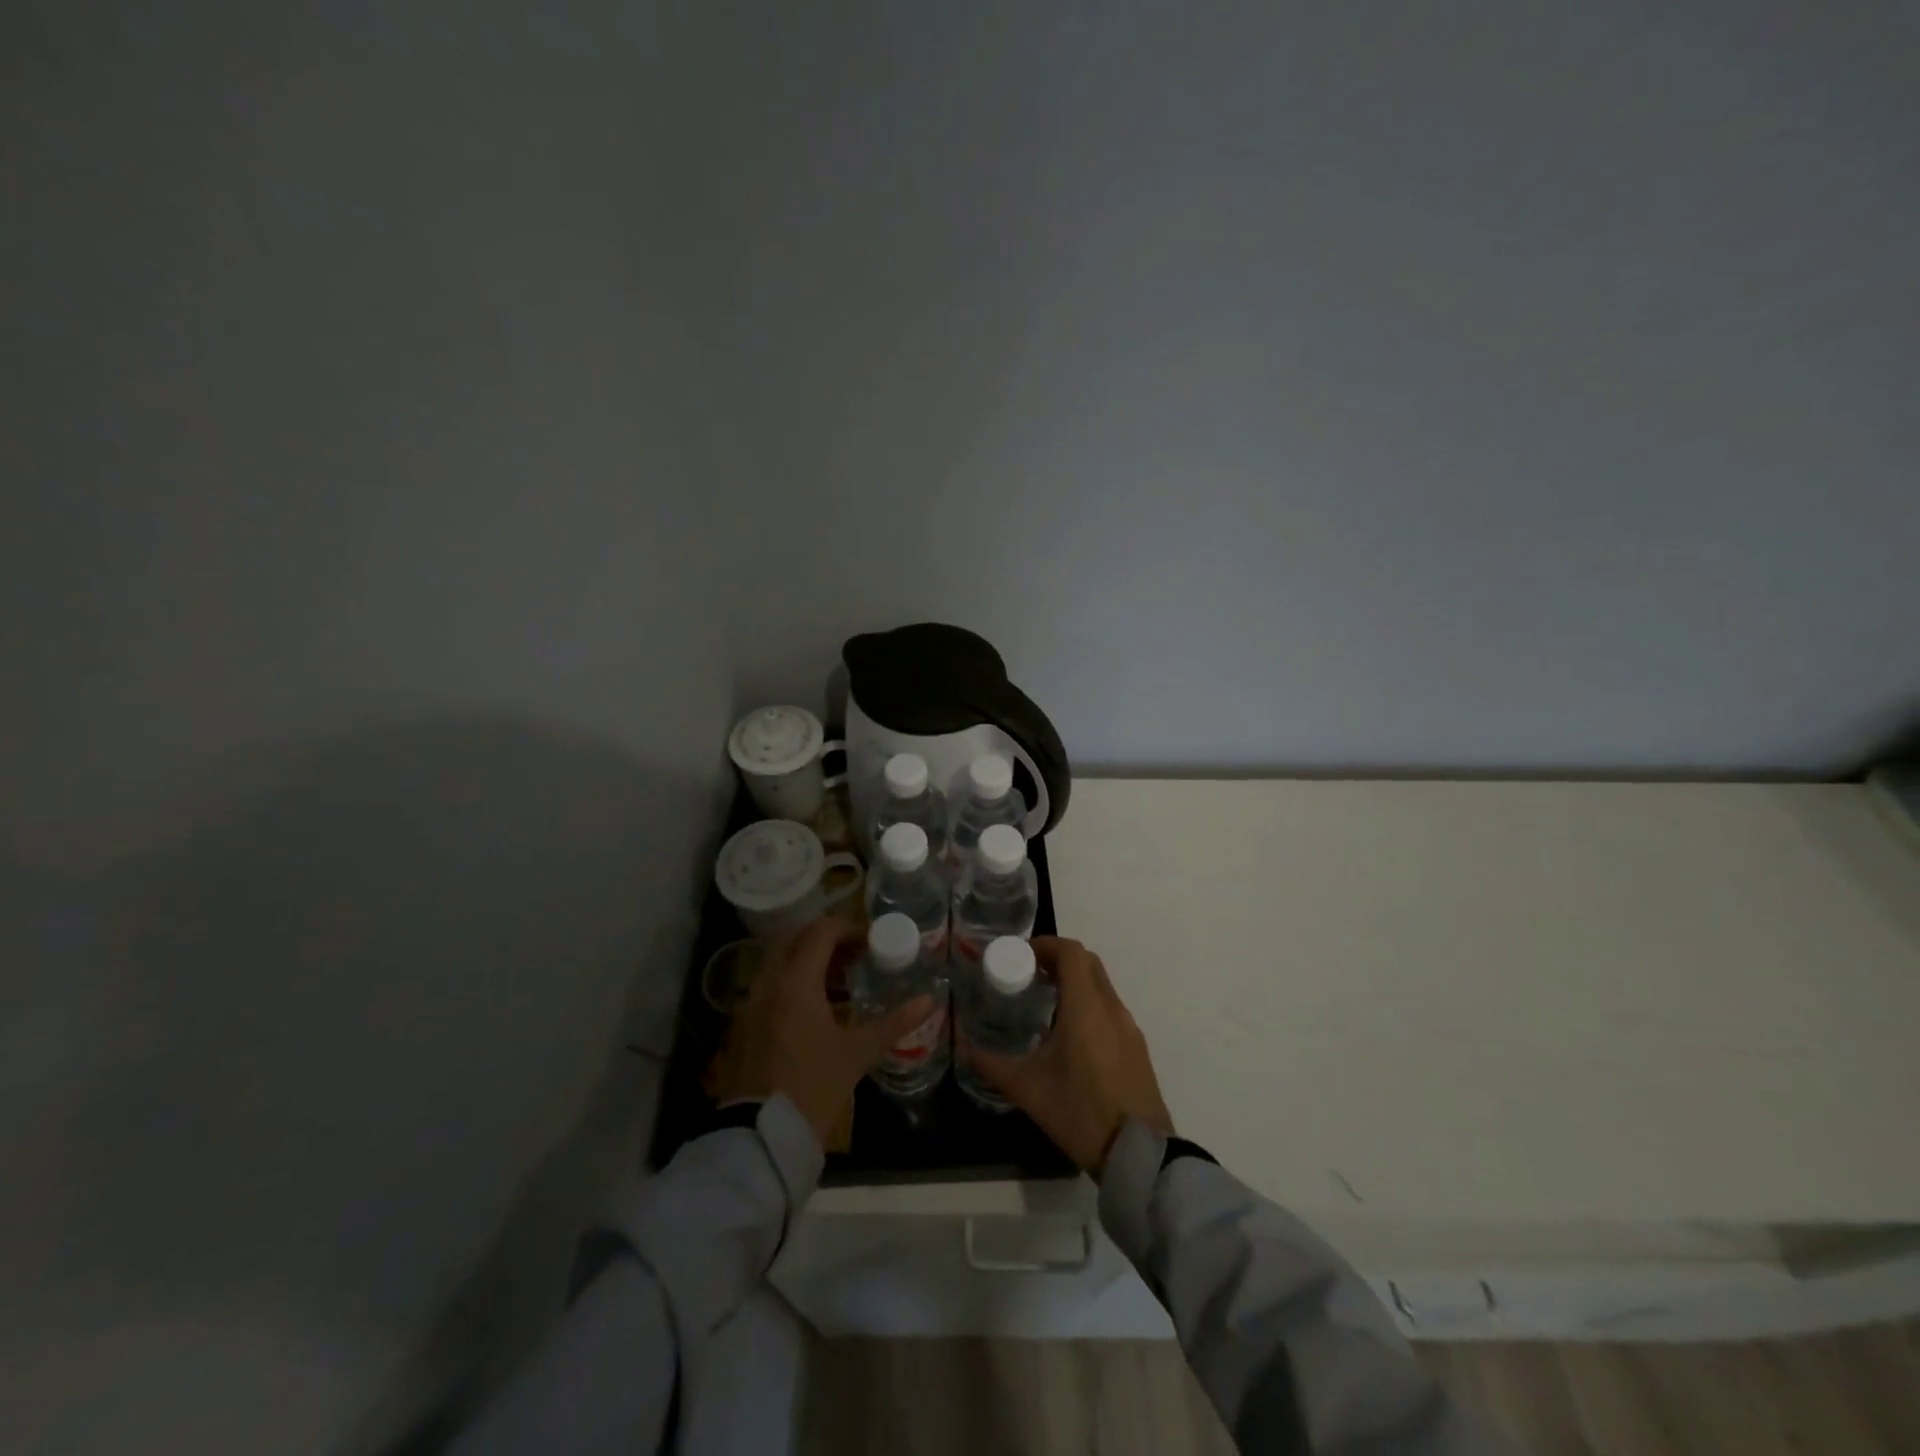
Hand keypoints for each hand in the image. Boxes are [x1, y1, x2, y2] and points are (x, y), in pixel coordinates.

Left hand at [718, 918, 933, 1144]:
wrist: (763, 1134)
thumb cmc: (814, 1087)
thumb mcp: (859, 1053)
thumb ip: (895, 1022)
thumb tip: (930, 1000)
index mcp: (797, 982)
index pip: (820, 932)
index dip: (848, 929)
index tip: (870, 942)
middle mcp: (769, 982)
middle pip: (796, 938)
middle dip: (826, 939)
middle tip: (855, 955)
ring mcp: (752, 1002)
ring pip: (780, 960)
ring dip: (808, 959)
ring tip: (840, 980)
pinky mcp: (745, 1022)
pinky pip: (770, 983)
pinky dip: (793, 979)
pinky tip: (816, 1007)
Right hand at [963, 937, 1173, 1173]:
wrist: (1138, 1154)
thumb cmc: (1080, 1112)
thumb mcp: (1027, 1089)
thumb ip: (991, 1064)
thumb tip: (963, 1047)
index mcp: (1086, 1007)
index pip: (1071, 952)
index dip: (1046, 945)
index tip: (1022, 955)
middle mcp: (1111, 1008)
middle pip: (1088, 962)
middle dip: (1059, 959)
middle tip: (1030, 974)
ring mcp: (1129, 1027)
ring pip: (1102, 985)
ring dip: (1076, 981)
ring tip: (1046, 1002)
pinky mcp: (1137, 1047)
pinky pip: (1111, 1008)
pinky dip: (1089, 1003)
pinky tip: (1070, 1033)